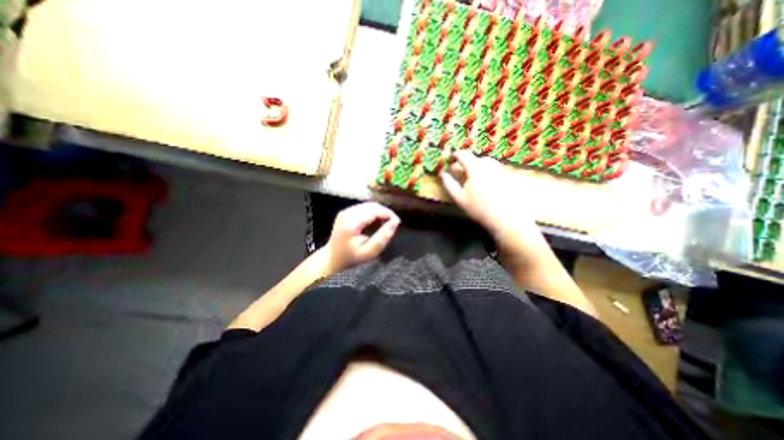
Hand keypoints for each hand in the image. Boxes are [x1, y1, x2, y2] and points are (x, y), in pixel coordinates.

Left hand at [323, 202, 399, 270]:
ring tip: (385, 224)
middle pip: (372, 205)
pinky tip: (376, 223)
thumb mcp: (370, 252)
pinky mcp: (346, 212)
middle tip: (392, 224)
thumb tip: (395, 222)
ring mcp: (346, 211)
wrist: (332, 258)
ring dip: (379, 212)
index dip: (388, 214)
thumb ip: (383, 237)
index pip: (374, 210)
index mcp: (351, 222)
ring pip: (369, 205)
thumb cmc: (351, 257)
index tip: (397, 223)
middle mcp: (347, 213)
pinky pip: (364, 208)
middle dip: (385, 212)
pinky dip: (373, 213)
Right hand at [440, 152, 546, 259]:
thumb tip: (442, 173)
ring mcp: (501, 171)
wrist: (505, 219)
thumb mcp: (459, 198)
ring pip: (488, 163)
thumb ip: (449, 184)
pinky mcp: (509, 177)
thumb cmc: (478, 208)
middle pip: (477, 158)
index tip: (451, 159)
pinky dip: (489, 172)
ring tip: (474, 177)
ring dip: (479, 166)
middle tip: (461, 171)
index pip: (464, 155)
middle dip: (468, 162)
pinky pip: (497, 169)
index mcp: (476, 168)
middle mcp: (489, 166)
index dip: (456, 155)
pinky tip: (487, 184)